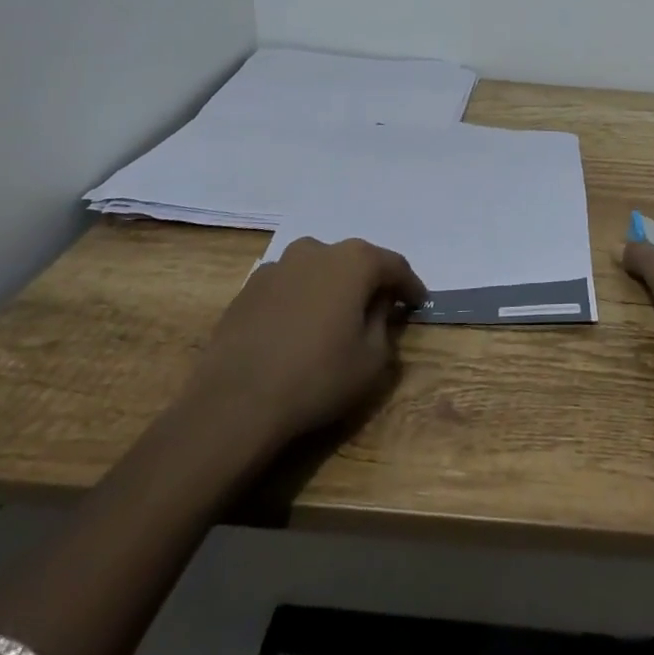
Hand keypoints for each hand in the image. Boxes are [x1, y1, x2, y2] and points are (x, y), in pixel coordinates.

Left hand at [172, 237, 427, 478]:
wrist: (234, 403)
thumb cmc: (317, 378)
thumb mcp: (372, 361)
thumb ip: (384, 324)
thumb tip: (379, 307)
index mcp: (355, 262)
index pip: (395, 266)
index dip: (410, 286)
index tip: (419, 303)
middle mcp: (317, 251)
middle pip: (355, 261)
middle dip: (370, 282)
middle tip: (381, 307)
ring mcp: (279, 266)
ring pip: (318, 269)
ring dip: (332, 287)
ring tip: (336, 316)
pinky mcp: (248, 288)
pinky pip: (288, 286)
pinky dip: (301, 299)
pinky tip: (298, 327)